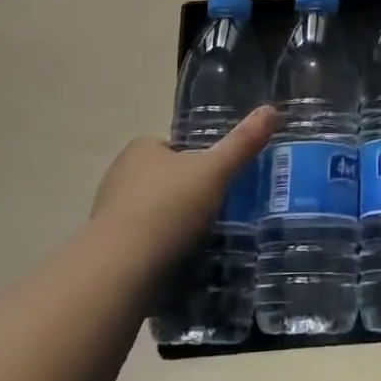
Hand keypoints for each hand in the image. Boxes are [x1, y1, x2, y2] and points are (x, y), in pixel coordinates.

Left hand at [89, 107, 276, 270]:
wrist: (120, 271)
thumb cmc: (168, 208)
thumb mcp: (215, 171)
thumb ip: (243, 143)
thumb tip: (272, 109)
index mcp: (142, 148)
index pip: (177, 147)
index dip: (201, 161)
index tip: (221, 180)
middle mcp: (120, 174)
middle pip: (166, 179)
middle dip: (188, 194)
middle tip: (219, 211)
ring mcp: (109, 213)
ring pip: (154, 212)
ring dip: (174, 224)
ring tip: (204, 240)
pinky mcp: (108, 248)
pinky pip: (143, 242)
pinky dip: (161, 249)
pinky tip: (180, 261)